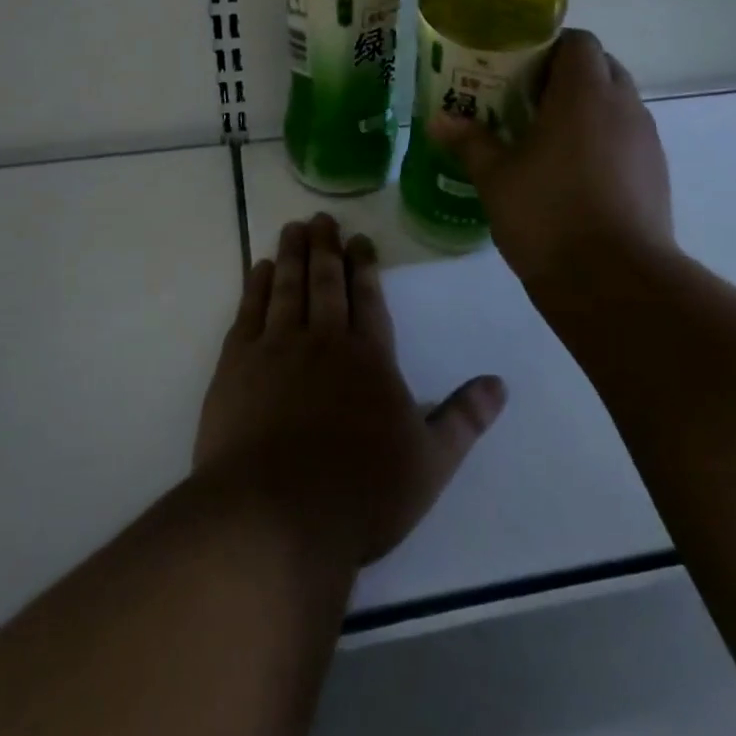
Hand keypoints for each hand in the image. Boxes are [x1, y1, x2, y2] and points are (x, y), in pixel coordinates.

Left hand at [194, 213, 506, 564]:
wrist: (275, 516)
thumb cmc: (361, 493)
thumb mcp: (429, 464)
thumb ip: (463, 419)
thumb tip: (500, 384)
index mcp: (369, 359)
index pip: (369, 299)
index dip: (365, 267)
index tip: (359, 239)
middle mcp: (324, 341)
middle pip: (326, 283)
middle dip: (327, 248)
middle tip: (322, 218)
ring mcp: (276, 349)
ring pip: (287, 288)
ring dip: (292, 255)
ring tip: (293, 228)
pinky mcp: (236, 365)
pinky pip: (249, 312)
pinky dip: (256, 286)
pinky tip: (259, 269)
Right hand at [433, 28, 673, 287]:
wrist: (614, 281)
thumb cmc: (547, 215)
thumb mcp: (496, 178)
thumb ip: (470, 142)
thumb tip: (438, 120)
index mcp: (584, 93)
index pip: (578, 41)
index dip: (548, 48)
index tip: (518, 71)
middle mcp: (623, 106)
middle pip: (601, 68)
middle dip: (566, 77)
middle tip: (527, 103)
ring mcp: (646, 141)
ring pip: (617, 105)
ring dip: (587, 110)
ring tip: (548, 141)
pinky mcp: (657, 174)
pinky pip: (628, 139)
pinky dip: (604, 142)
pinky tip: (575, 176)